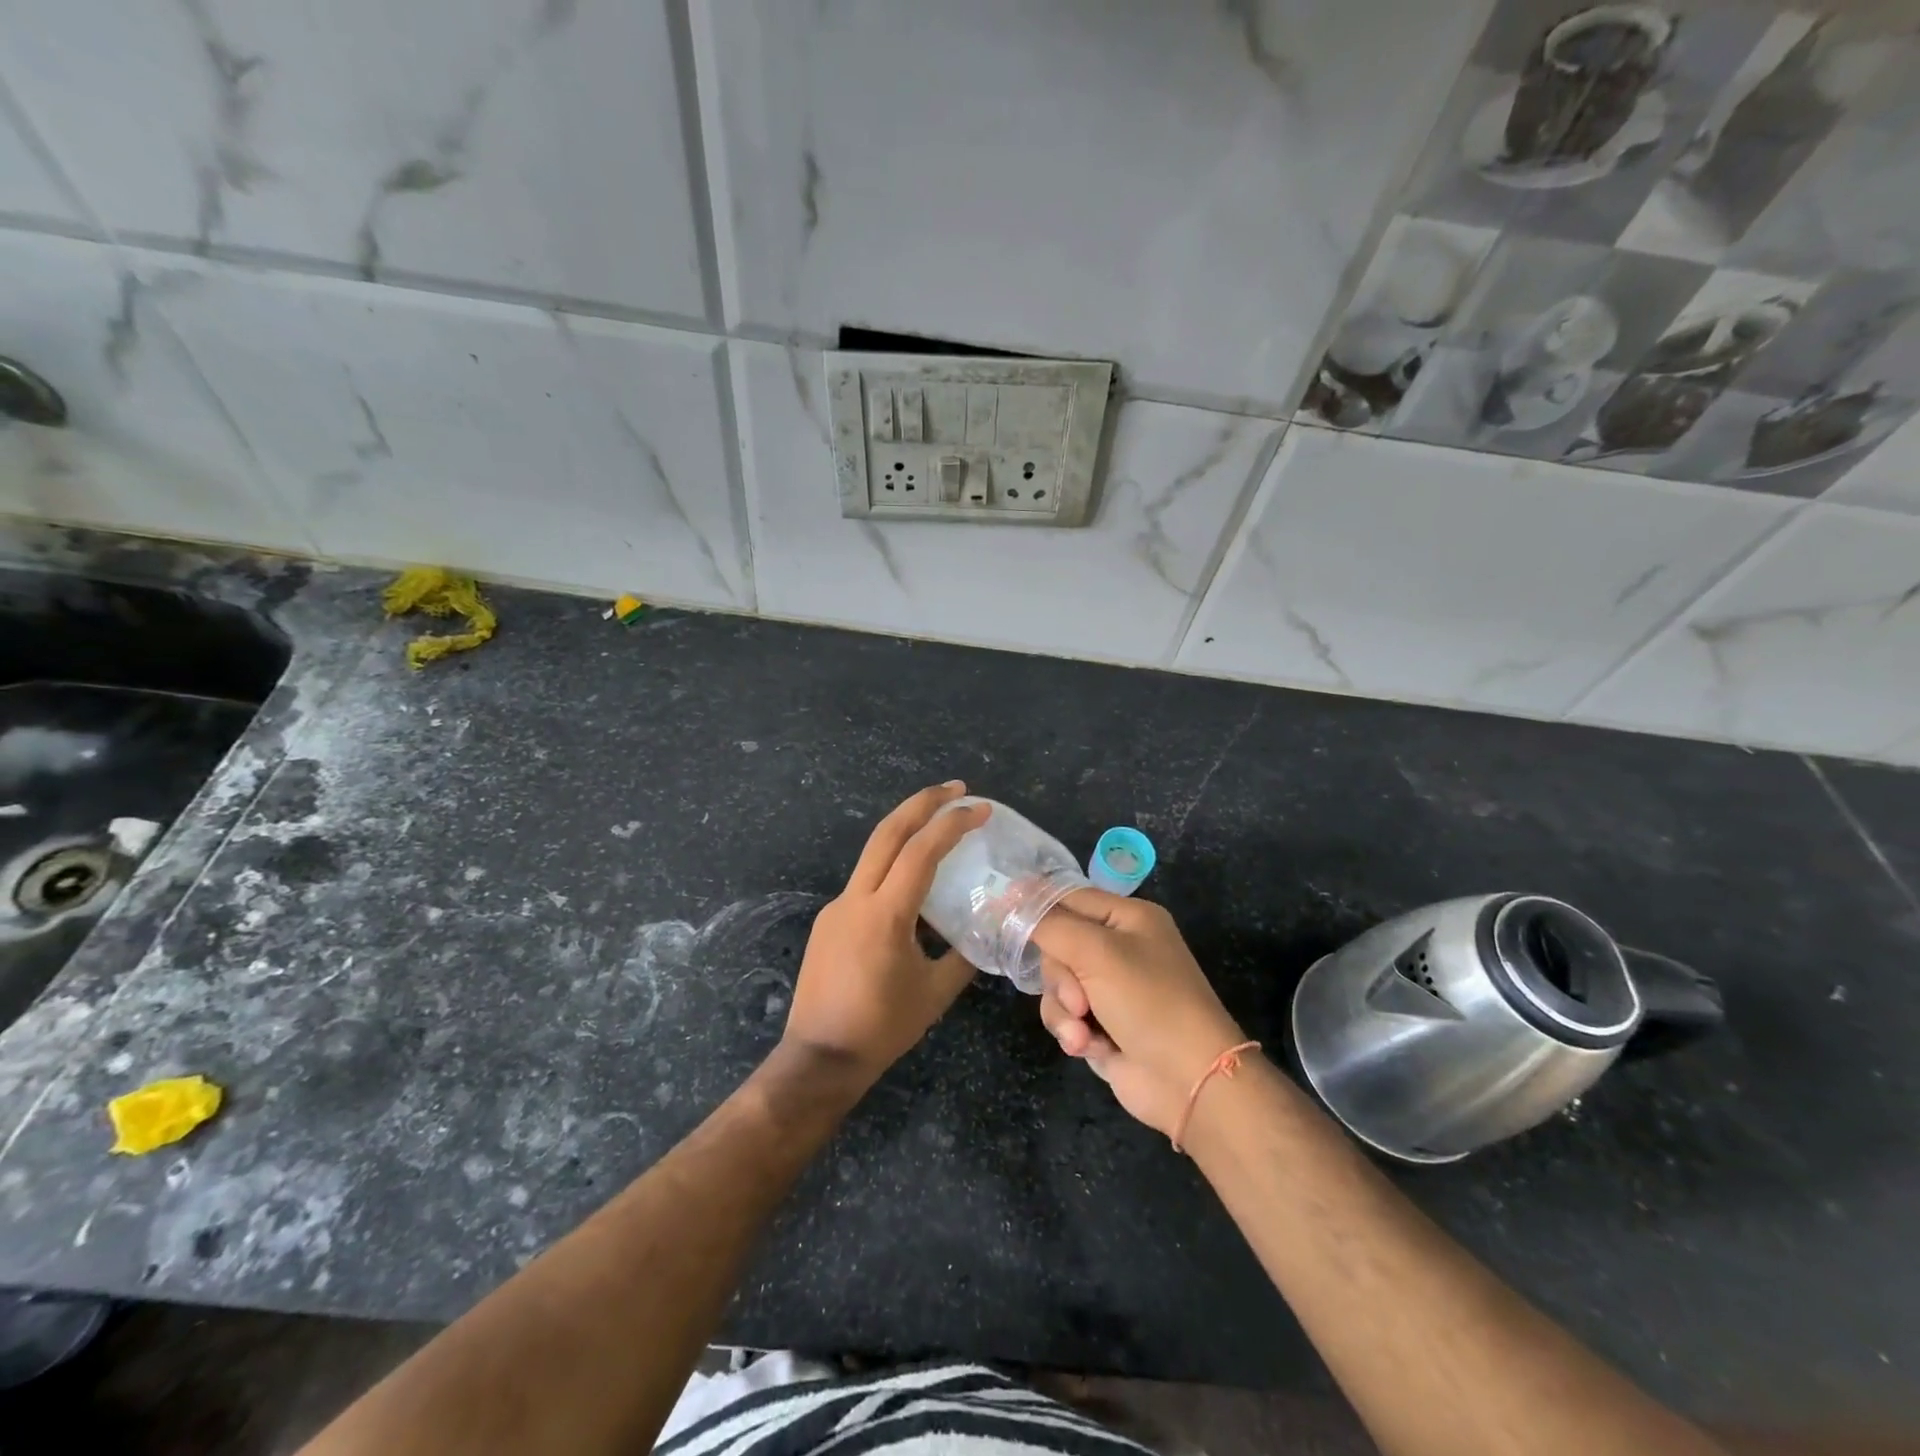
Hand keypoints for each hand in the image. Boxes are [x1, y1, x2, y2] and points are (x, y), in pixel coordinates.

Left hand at [783, 782, 988, 1085]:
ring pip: (874, 854)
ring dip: (906, 831)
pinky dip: (893, 868)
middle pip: (887, 833)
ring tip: (940, 827)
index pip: (920, 852)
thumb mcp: (934, 993)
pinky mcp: (828, 921)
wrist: (818, 1059)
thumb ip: (963, 958)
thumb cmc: (881, 1029)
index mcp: (884, 915)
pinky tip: (913, 888)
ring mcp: (836, 908)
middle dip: (922, 802)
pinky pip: (866, 883)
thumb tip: (985, 933)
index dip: (952, 825)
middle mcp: (854, 899)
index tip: (980, 808)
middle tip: (956, 789)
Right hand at [1031, 890, 1247, 1137]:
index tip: (998, 911)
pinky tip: (1086, 1046)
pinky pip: (1065, 1015)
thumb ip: (1049, 924)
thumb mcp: (1097, 952)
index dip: (1036, 904)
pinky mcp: (1103, 1024)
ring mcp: (1111, 988)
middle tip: (1078, 997)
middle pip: (1057, 944)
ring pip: (1057, 984)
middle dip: (1060, 976)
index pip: (1070, 897)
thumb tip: (1011, 899)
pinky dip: (1071, 1030)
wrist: (1190, 1081)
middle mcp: (1119, 948)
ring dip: (1063, 1009)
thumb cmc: (1149, 1001)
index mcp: (1128, 918)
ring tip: (1082, 1030)